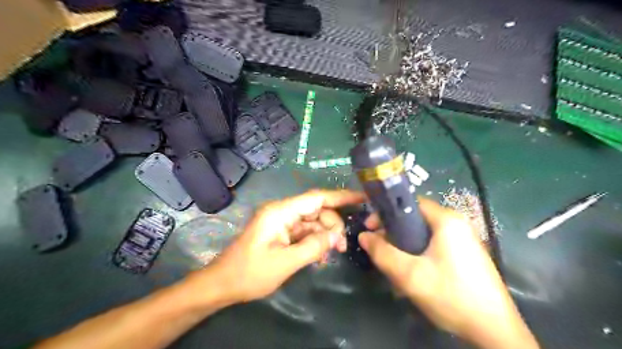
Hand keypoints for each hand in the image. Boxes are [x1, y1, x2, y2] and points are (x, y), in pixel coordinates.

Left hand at [190, 189, 365, 305]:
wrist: (223, 284)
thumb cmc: (250, 273)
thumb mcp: (285, 262)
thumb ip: (313, 246)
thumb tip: (336, 235)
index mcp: (280, 212)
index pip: (316, 198)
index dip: (341, 197)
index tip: (362, 198)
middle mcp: (282, 211)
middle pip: (317, 211)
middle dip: (332, 226)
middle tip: (342, 247)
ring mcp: (282, 222)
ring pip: (313, 222)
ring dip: (324, 236)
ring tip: (332, 253)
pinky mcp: (281, 232)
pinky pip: (304, 232)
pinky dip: (315, 241)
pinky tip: (321, 255)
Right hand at [360, 200, 539, 347]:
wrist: (494, 331)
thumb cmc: (451, 295)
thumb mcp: (409, 275)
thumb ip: (382, 253)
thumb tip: (363, 236)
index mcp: (446, 220)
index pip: (410, 203)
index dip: (386, 212)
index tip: (371, 228)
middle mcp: (456, 224)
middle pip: (416, 219)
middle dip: (393, 232)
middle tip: (379, 248)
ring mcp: (463, 240)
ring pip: (423, 234)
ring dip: (404, 245)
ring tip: (392, 263)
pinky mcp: (465, 254)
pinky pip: (434, 245)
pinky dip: (418, 253)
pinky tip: (412, 272)